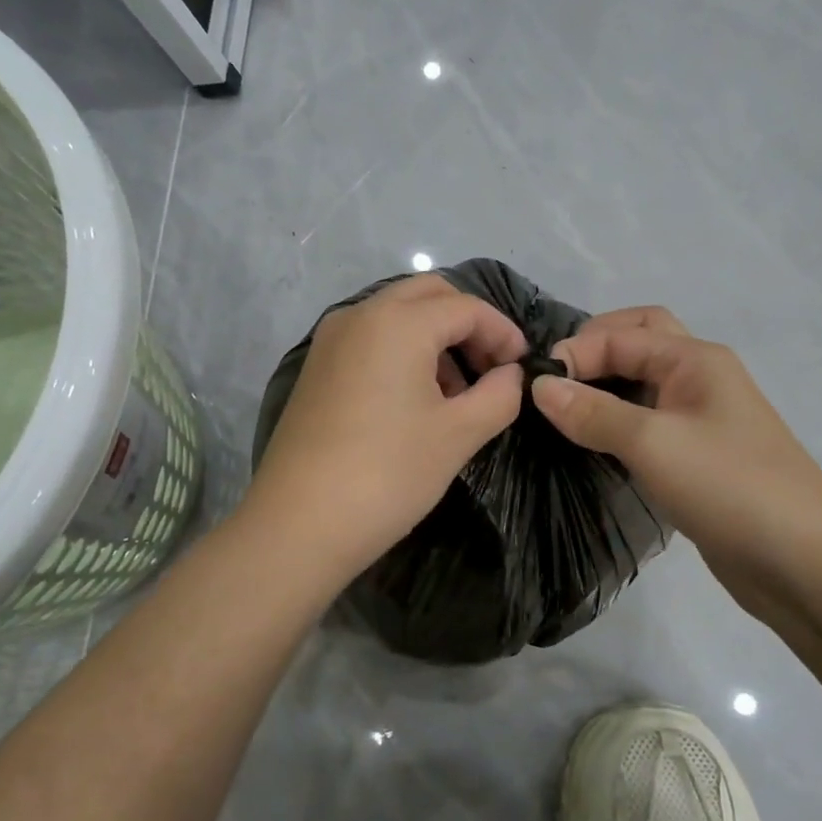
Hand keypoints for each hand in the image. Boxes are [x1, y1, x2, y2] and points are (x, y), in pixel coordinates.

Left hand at [246, 274, 528, 581]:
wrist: (299, 524)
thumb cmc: (388, 474)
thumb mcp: (458, 435)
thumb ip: (498, 395)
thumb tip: (511, 375)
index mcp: (398, 322)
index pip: (466, 307)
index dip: (503, 332)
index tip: (523, 367)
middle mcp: (360, 315)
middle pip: (428, 296)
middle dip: (468, 324)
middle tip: (491, 369)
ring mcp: (331, 340)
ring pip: (396, 315)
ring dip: (435, 338)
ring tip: (457, 393)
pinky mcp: (316, 368)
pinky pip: (371, 340)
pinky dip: (403, 352)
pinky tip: (416, 400)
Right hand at [530, 307, 821, 622]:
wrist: (802, 560)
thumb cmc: (728, 486)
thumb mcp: (653, 442)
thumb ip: (593, 412)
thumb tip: (539, 385)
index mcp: (695, 359)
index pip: (622, 334)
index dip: (576, 352)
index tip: (533, 386)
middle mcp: (699, 379)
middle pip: (640, 342)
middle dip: (595, 351)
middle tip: (555, 382)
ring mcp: (701, 419)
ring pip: (643, 385)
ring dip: (605, 388)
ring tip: (561, 412)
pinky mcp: (697, 457)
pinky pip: (649, 424)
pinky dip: (617, 424)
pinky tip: (592, 445)